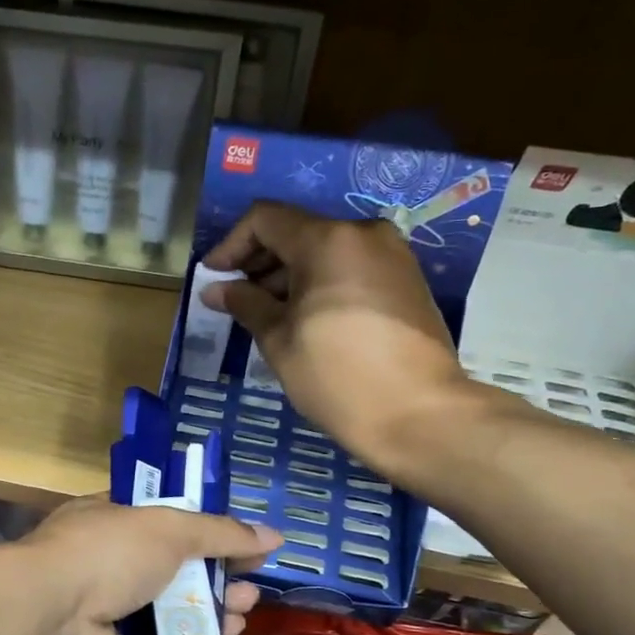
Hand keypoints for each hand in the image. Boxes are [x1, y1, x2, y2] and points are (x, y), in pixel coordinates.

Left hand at [17, 497, 280, 634]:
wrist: (54, 619)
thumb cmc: (108, 553)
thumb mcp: (169, 528)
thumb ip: (220, 532)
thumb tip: (273, 535)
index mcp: (111, 518)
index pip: (164, 516)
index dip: (204, 526)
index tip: (240, 536)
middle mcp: (111, 560)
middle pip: (176, 565)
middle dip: (217, 571)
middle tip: (252, 578)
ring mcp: (113, 606)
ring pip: (175, 606)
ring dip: (215, 606)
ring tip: (247, 607)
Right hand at [202, 202, 471, 478]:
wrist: (420, 415)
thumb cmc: (337, 375)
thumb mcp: (279, 340)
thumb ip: (246, 304)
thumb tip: (216, 289)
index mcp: (328, 240)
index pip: (266, 219)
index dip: (231, 244)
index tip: (213, 278)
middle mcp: (364, 235)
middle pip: (298, 231)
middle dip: (260, 262)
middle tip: (236, 300)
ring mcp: (392, 256)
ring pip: (326, 251)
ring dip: (289, 276)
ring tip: (267, 316)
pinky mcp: (407, 282)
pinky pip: (351, 269)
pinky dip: (321, 284)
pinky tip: (305, 321)